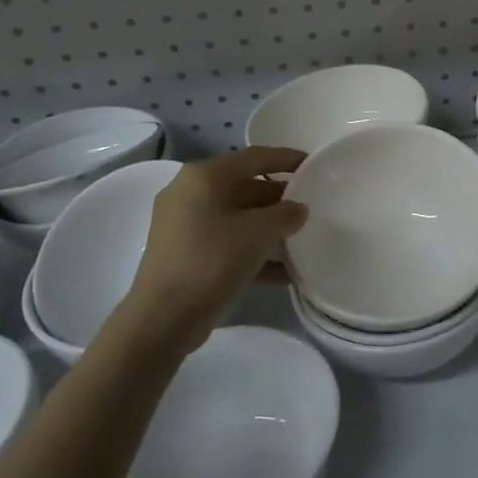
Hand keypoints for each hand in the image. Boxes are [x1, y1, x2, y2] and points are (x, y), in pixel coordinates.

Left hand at [115, 147, 308, 355]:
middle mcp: (191, 194)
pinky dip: (254, 252)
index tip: (314, 164)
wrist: (164, 319)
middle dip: (280, 200)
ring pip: (238, 219)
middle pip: (246, 188)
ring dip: (270, 229)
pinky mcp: (187, 254)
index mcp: (204, 177)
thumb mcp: (257, 233)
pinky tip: (284, 272)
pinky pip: (228, 243)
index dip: (287, 159)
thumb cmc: (211, 261)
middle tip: (311, 207)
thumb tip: (298, 209)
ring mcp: (185, 226)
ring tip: (303, 241)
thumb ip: (285, 215)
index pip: (254, 158)